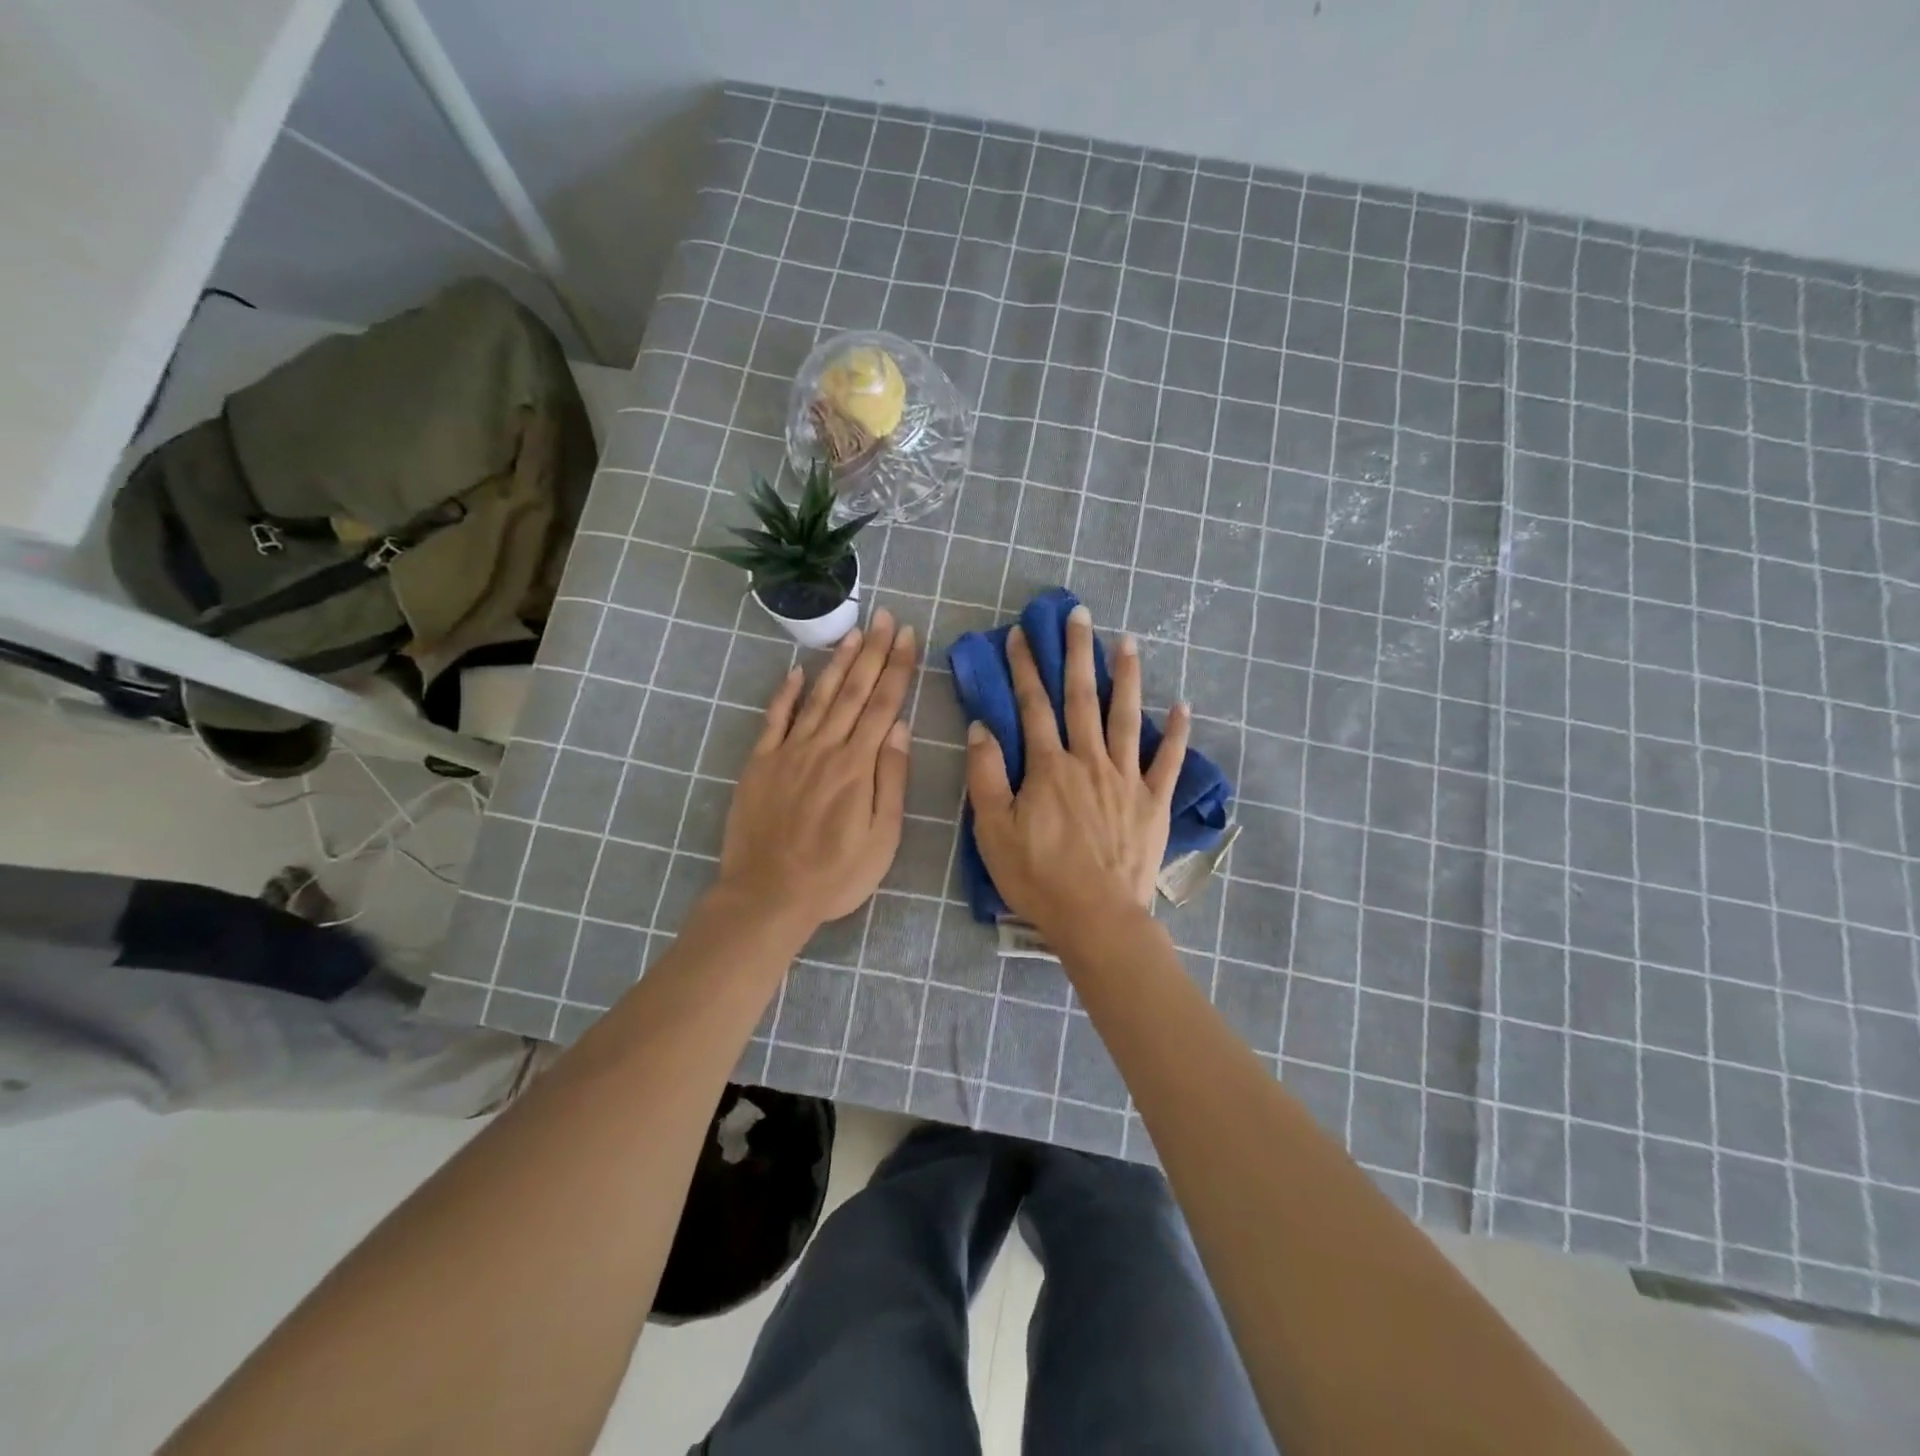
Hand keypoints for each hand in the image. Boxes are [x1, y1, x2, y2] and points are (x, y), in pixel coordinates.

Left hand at [717, 610, 915, 927]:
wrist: (768, 895)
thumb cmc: (835, 875)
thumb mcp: (881, 837)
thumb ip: (890, 779)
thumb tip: (900, 728)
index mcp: (857, 766)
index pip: (884, 705)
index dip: (897, 668)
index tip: (907, 635)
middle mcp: (824, 748)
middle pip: (853, 691)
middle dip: (872, 652)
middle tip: (885, 617)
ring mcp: (788, 752)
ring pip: (818, 697)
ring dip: (837, 662)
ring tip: (853, 632)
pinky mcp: (760, 763)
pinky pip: (774, 719)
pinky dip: (786, 692)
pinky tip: (797, 671)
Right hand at [965, 604, 1189, 939]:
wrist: (1095, 918)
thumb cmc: (1037, 876)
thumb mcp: (992, 830)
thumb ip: (985, 776)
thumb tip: (981, 728)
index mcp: (1049, 767)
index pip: (1033, 706)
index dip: (1025, 668)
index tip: (1021, 635)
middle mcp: (1089, 761)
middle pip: (1082, 698)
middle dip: (1077, 653)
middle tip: (1080, 615)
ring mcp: (1126, 779)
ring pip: (1127, 717)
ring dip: (1127, 677)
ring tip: (1128, 642)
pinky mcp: (1153, 802)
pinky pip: (1169, 761)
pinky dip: (1178, 733)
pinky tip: (1184, 706)